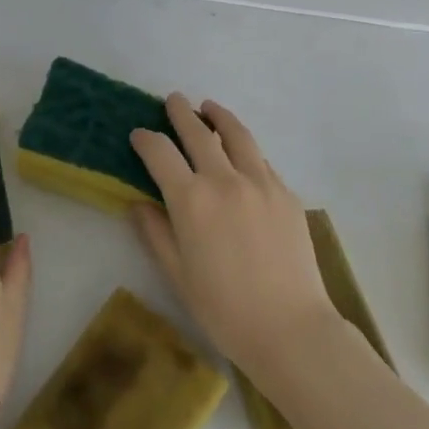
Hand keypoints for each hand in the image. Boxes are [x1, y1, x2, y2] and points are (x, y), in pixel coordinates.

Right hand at [130, 94, 337, 375]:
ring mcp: (260, 182)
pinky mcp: (286, 193)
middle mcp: (224, 180)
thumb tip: (138, 204)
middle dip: (181, 113)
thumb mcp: (177, 274)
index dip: (146, 140)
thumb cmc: (223, 309)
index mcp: (191, 200)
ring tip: (209, 107)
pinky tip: (241, 152)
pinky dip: (245, 148)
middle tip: (172, 100)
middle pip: (198, 133)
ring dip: (218, 116)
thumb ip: (155, 233)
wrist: (289, 327)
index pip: (161, 154)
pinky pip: (261, 160)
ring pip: (236, 135)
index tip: (139, 134)